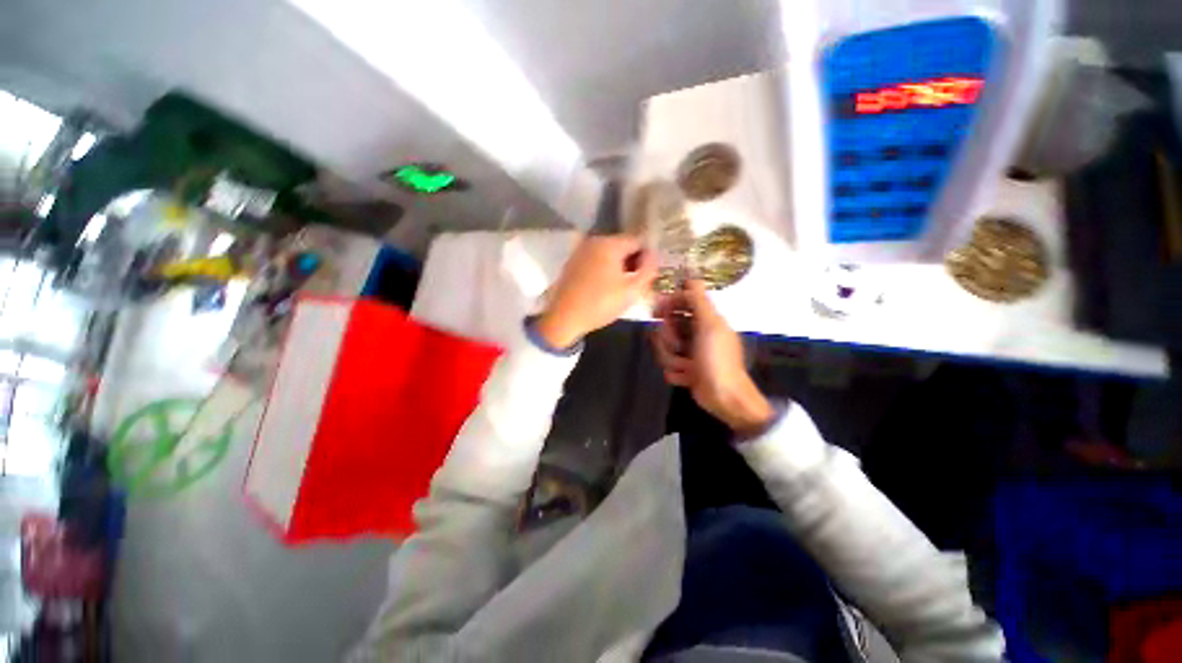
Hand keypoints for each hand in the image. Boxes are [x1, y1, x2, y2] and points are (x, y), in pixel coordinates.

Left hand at [536, 235, 657, 347]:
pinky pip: (595, 259)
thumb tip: (653, 256)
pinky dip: (604, 268)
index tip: (647, 275)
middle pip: (622, 245)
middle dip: (632, 261)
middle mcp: (594, 240)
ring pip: (608, 253)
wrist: (564, 318)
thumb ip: (648, 270)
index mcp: (610, 243)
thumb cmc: (600, 304)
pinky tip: (604, 286)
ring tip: (621, 287)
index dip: (647, 257)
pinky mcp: (572, 262)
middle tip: (636, 283)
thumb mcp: (632, 290)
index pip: (638, 241)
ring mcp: (581, 250)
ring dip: (618, 265)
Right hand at [651, 280, 773, 435]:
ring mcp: (689, 353)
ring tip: (687, 368)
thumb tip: (690, 277)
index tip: (657, 312)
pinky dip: (676, 374)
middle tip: (680, 348)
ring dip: (672, 360)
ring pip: (664, 349)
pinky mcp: (685, 370)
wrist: (724, 397)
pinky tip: (688, 378)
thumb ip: (698, 301)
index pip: (680, 303)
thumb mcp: (710, 325)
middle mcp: (695, 333)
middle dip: (668, 340)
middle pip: (666, 327)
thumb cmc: (717, 359)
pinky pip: (667, 367)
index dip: (667, 305)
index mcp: (703, 320)